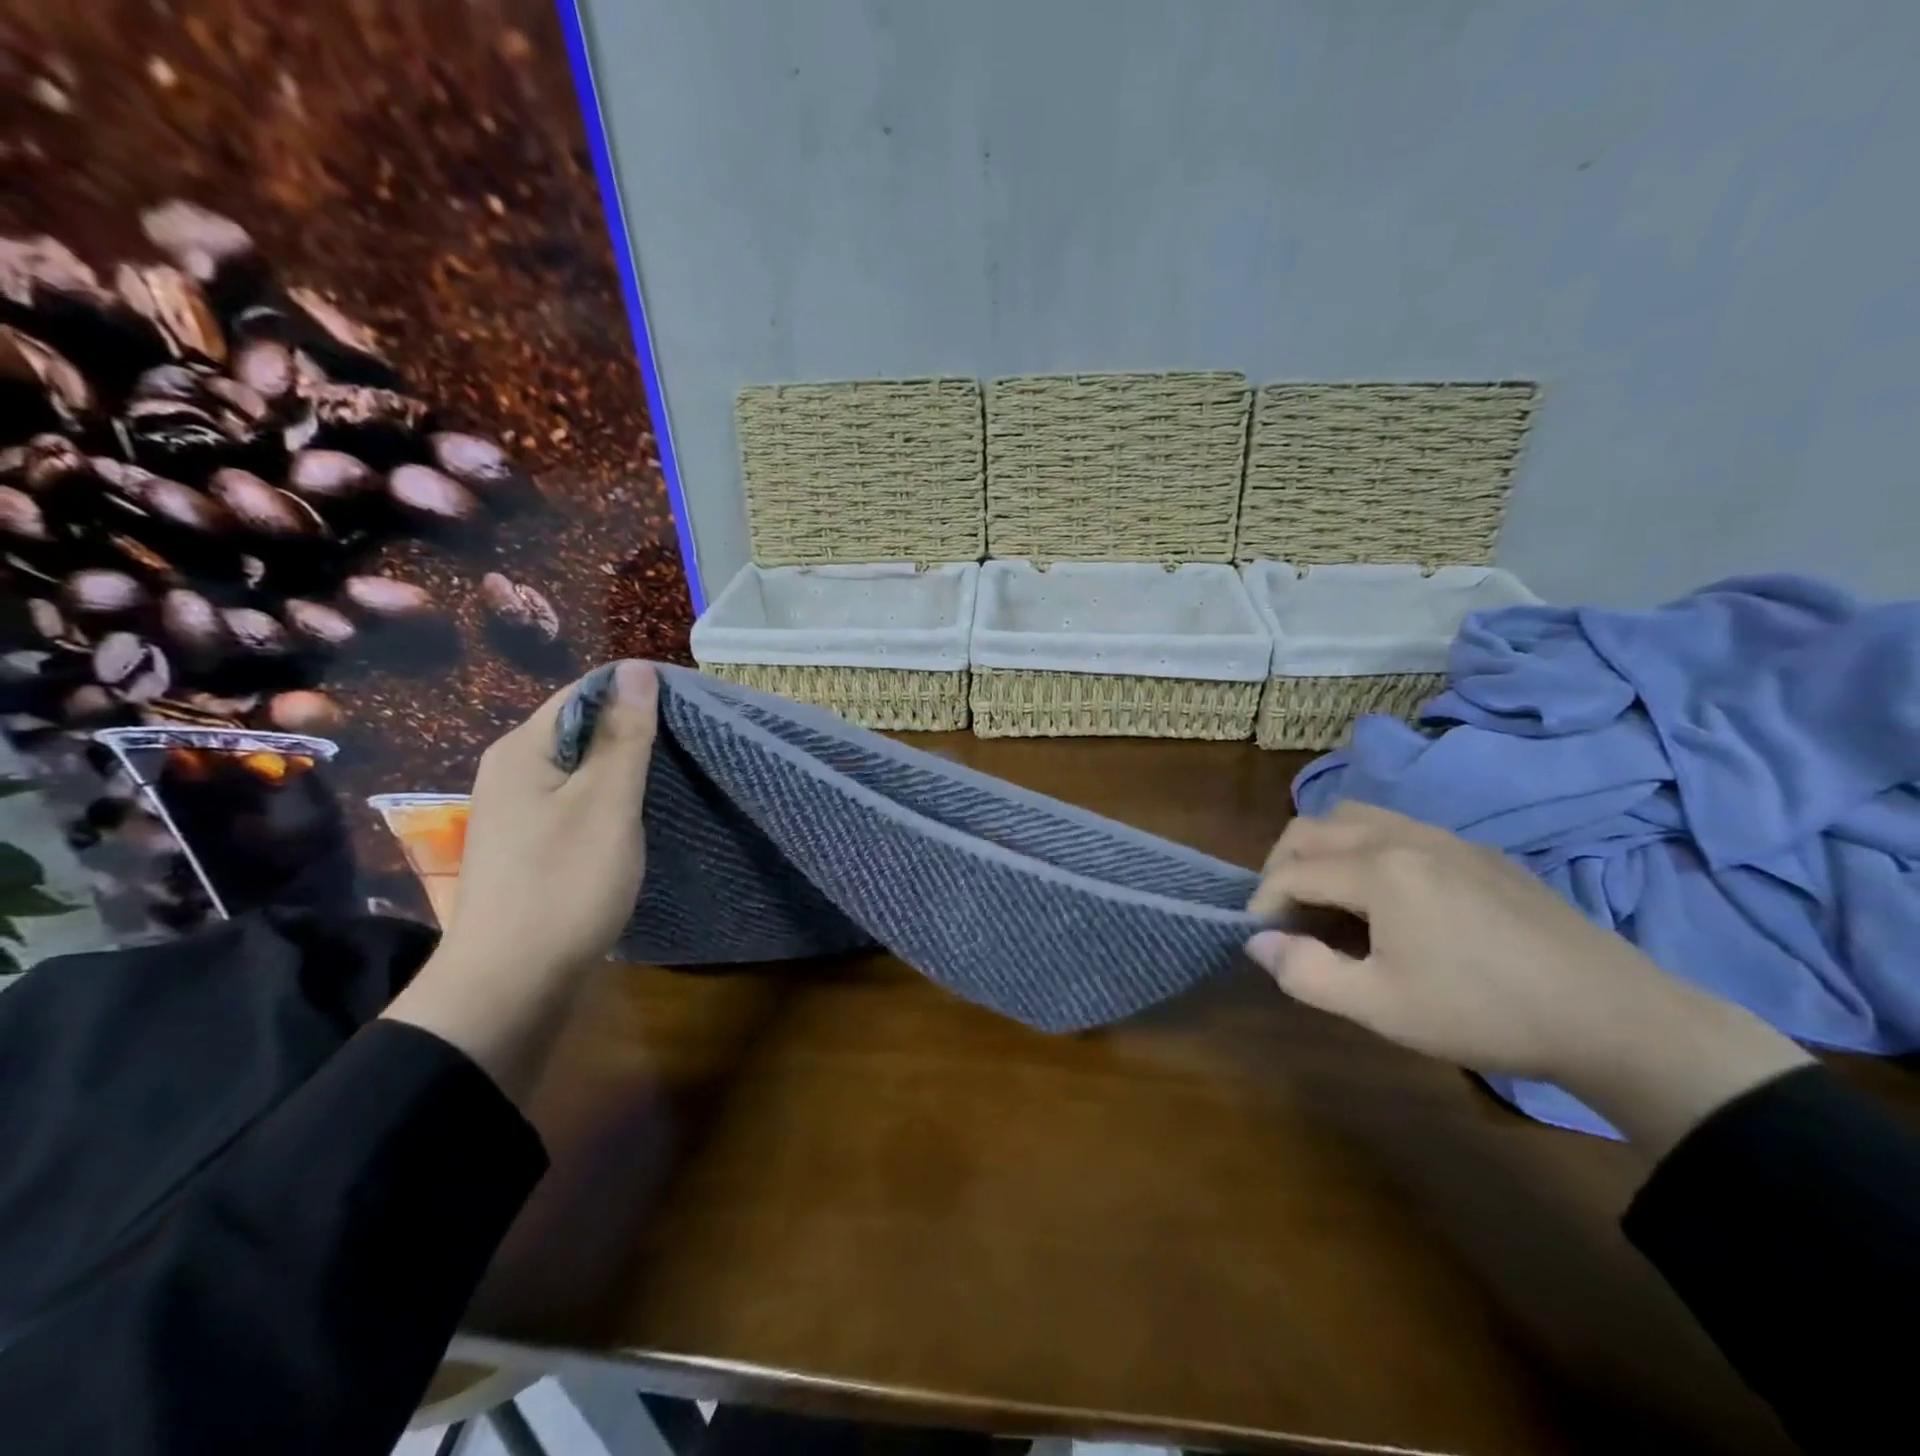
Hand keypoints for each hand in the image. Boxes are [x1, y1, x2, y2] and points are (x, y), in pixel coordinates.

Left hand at [438, 659, 658, 981]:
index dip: (636, 694)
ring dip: (626, 768)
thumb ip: (624, 735)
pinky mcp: (530, 845)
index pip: (584, 692)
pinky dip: (610, 800)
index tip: (688, 711)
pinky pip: (576, 802)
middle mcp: (512, 771)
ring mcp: (518, 811)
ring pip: (581, 769)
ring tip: (676, 776)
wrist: (511, 985)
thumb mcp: (606, 803)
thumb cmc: (564, 884)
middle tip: (689, 746)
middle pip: (581, 729)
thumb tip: (636, 668)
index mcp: (523, 750)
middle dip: (635, 732)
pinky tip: (640, 816)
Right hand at [1244, 802, 1809, 1151]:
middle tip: (1285, 914)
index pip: (1291, 870)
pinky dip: (1365, 847)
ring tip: (1328, 896)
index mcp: (1378, 869)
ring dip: (1323, 848)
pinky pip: (1398, 826)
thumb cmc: (1484, 1012)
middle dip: (1282, 864)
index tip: (1261, 939)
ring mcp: (1446, 837)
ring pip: (1356, 815)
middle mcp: (1404, 836)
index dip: (1262, 903)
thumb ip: (1305, 972)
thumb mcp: (1380, 1006)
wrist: (1614, 1016)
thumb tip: (1258, 943)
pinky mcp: (1478, 851)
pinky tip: (1388, 896)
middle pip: (1314, 827)